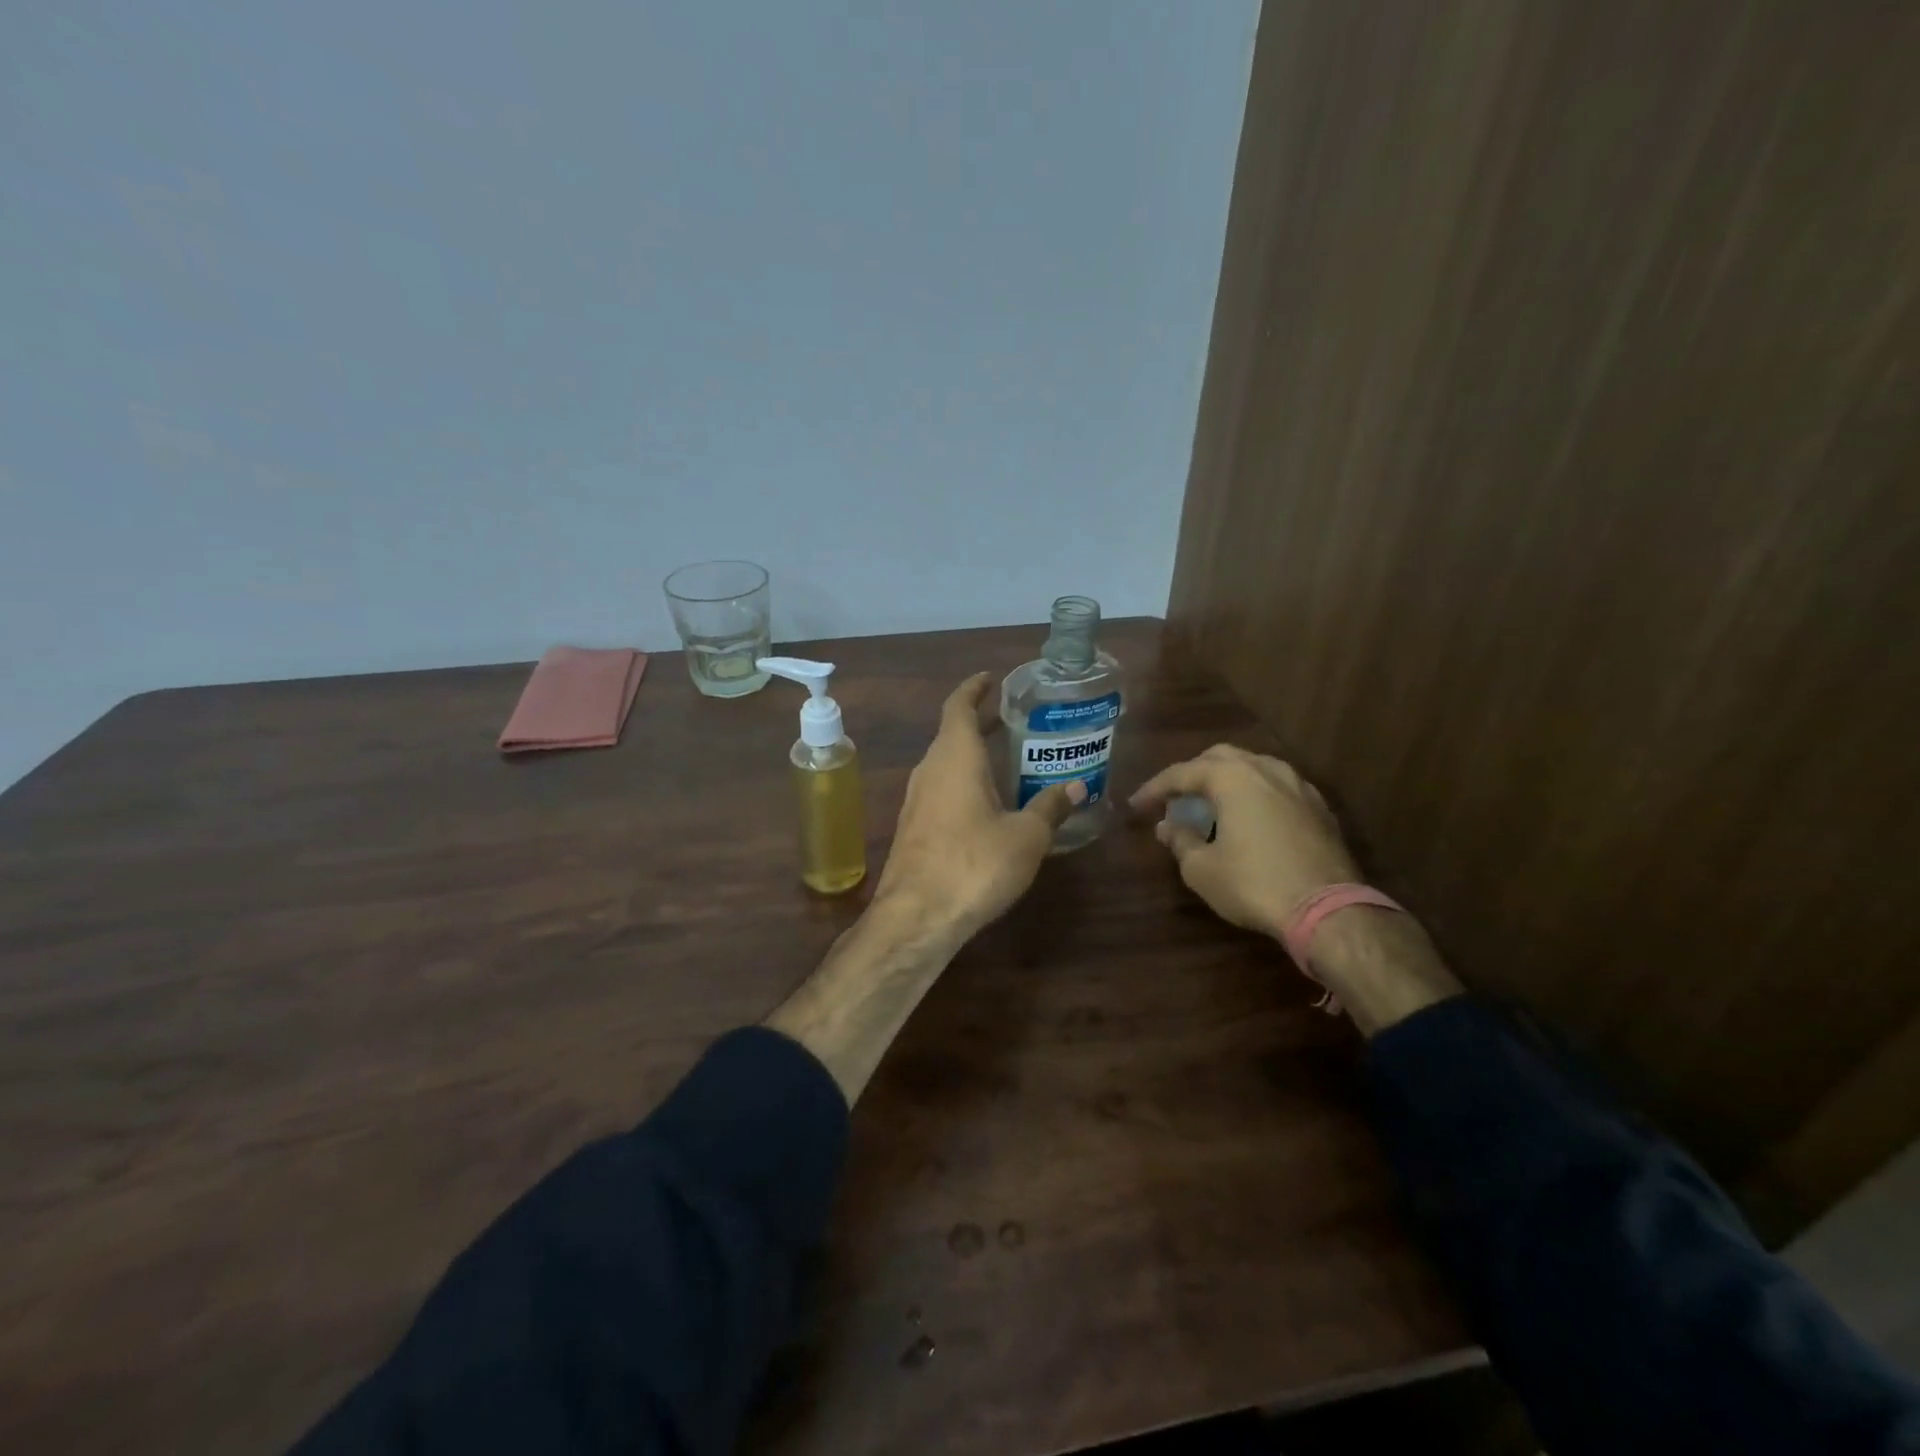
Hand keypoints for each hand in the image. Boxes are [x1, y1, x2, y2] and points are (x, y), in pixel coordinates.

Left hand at [874, 671, 1084, 937]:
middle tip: (1014, 720)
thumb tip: (1075, 787)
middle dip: (981, 723)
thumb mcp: (1026, 836)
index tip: (990, 678)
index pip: (958, 706)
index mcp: (955, 757)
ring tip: (1008, 760)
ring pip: (946, 764)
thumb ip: (1049, 807)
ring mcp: (916, 800)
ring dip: (973, 756)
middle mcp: (930, 770)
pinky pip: (942, 791)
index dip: (974, 689)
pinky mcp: (914, 828)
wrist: (917, 916)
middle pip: (952, 734)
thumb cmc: (975, 864)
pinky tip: (989, 805)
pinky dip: (965, 784)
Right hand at [1130, 744, 1360, 939]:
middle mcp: (1266, 769)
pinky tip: (1250, 819)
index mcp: (1232, 777)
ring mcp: (1299, 786)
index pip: (1181, 773)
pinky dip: (1255, 795)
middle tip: (1176, 800)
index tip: (1136, 806)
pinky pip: (1277, 788)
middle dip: (1193, 775)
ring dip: (1227, 782)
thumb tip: (1167, 827)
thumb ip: (1180, 841)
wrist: (1328, 910)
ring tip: (1212, 807)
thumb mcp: (1201, 868)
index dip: (1153, 789)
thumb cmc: (1254, 884)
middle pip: (1219, 758)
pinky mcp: (1320, 808)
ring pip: (1253, 768)